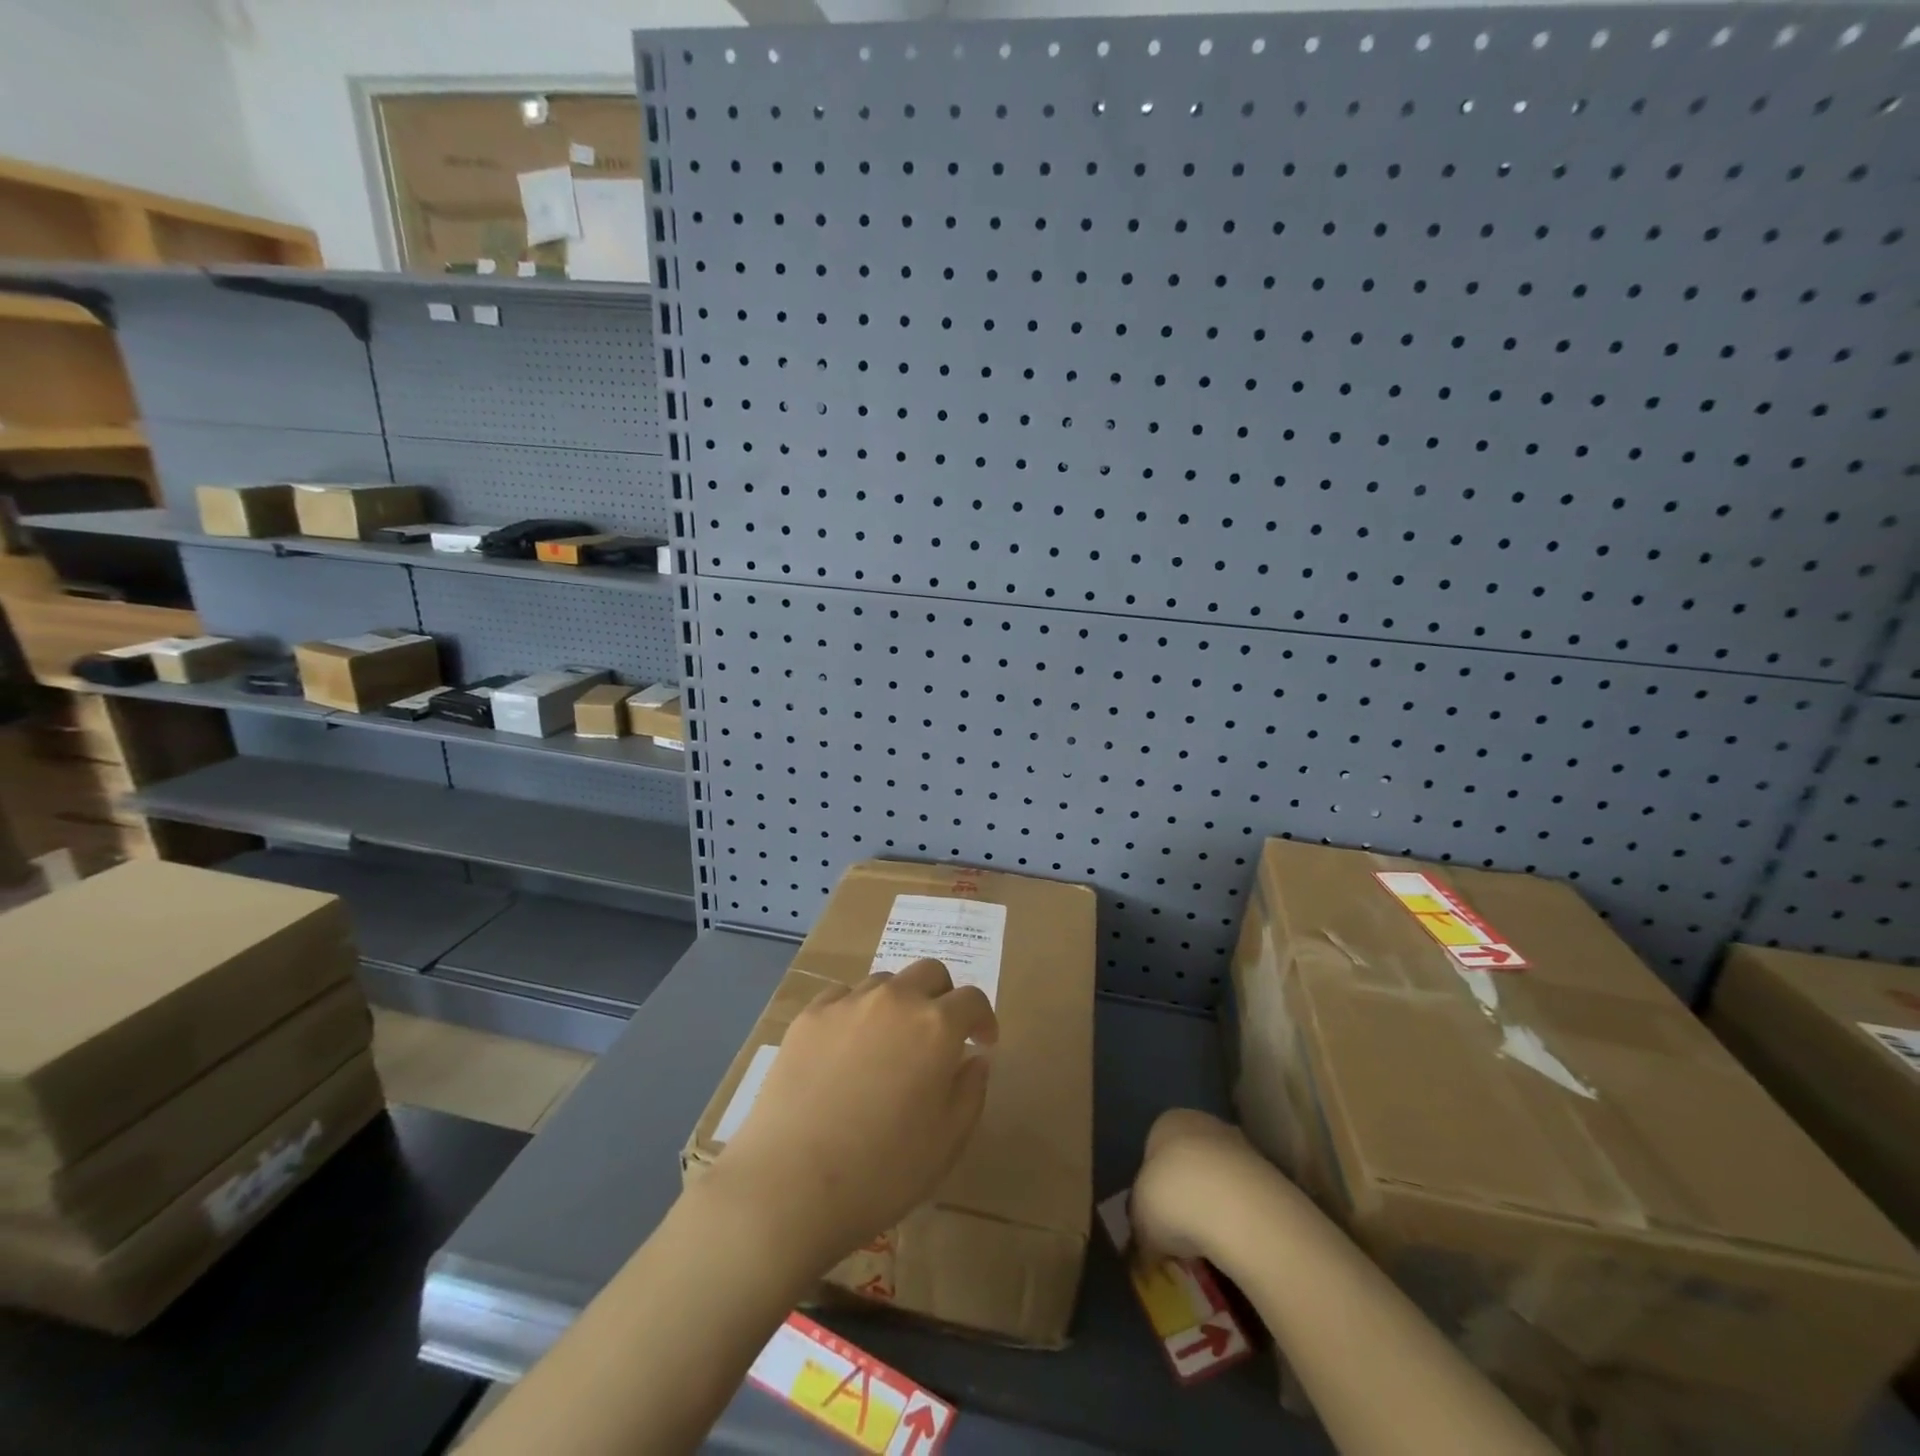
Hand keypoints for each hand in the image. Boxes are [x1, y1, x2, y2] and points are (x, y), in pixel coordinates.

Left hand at [709, 958, 998, 1269]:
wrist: (789, 1185)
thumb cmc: (882, 1171)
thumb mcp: (947, 1142)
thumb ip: (971, 1090)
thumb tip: (974, 1059)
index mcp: (936, 1027)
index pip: (972, 999)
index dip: (983, 1018)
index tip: (982, 1042)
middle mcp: (895, 1000)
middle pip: (930, 972)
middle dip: (944, 996)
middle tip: (940, 1034)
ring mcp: (847, 1003)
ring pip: (885, 982)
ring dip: (899, 1002)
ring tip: (890, 1042)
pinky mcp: (808, 1016)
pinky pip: (843, 996)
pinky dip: (857, 1011)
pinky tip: (847, 1047)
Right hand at [1128, 1108, 1266, 1263]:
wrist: (1237, 1207)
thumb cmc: (1173, 1197)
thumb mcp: (1140, 1217)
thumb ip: (1140, 1227)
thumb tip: (1143, 1250)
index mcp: (1167, 1122)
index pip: (1154, 1151)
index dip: (1152, 1188)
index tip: (1155, 1221)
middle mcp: (1203, 1123)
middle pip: (1189, 1163)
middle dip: (1187, 1196)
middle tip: (1182, 1236)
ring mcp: (1241, 1147)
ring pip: (1220, 1181)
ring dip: (1215, 1209)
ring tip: (1211, 1248)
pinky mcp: (1270, 1176)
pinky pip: (1245, 1200)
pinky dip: (1240, 1221)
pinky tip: (1235, 1246)